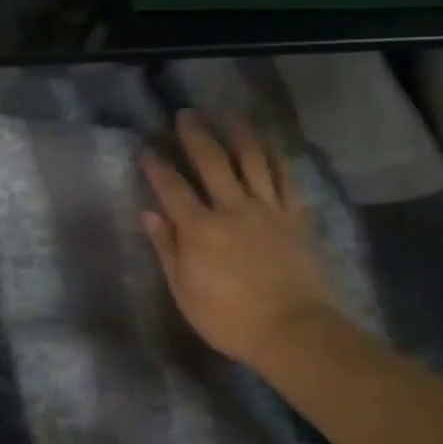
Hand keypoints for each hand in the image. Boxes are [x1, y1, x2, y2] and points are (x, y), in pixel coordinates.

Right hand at [140, 111, 340, 369]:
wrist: (293, 330)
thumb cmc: (229, 319)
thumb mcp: (185, 291)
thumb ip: (167, 249)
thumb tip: (149, 214)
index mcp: (199, 229)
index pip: (172, 188)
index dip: (157, 166)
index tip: (147, 149)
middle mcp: (232, 208)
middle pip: (212, 161)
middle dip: (196, 134)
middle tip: (186, 114)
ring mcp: (267, 209)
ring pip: (252, 159)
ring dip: (238, 133)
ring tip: (228, 114)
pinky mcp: (294, 216)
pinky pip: (285, 178)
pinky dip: (276, 157)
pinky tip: (269, 144)